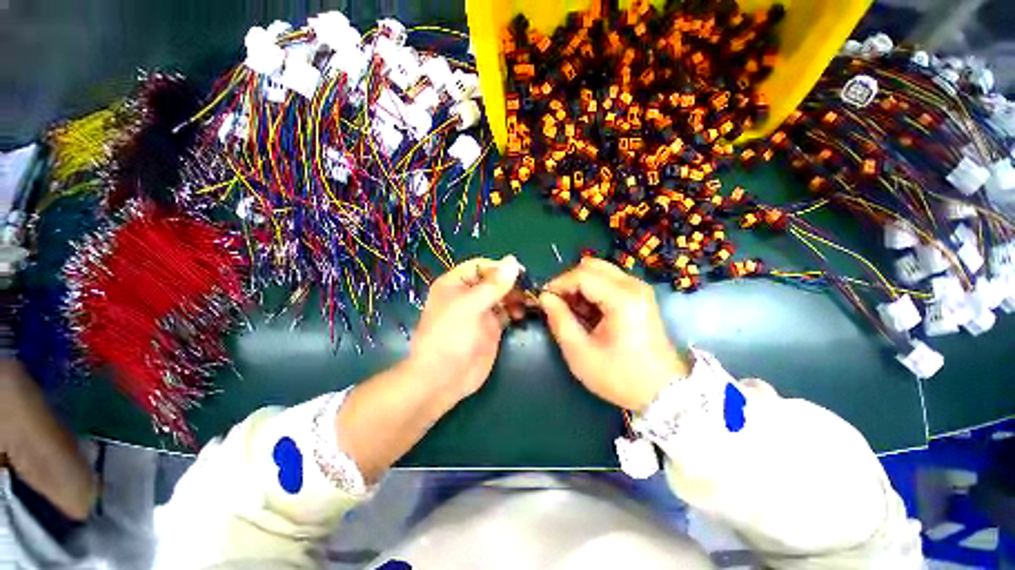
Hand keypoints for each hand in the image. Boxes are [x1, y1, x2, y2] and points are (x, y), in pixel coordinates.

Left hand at [407, 255, 523, 403]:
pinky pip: (507, 312)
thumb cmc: (450, 337)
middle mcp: (469, 295)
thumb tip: (513, 261)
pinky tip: (524, 313)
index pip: (481, 266)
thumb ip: (493, 285)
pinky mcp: (491, 328)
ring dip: (516, 296)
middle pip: (494, 281)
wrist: (443, 379)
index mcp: (455, 284)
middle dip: (512, 283)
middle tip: (529, 289)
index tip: (521, 273)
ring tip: (530, 301)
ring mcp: (481, 312)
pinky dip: (516, 310)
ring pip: (502, 296)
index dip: (500, 268)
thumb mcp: (469, 307)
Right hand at [540, 257, 688, 409]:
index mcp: (622, 299)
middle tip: (558, 303)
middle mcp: (634, 286)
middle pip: (591, 266)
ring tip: (573, 310)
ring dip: (581, 285)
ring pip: (600, 271)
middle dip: (569, 281)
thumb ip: (559, 320)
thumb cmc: (619, 376)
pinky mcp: (640, 296)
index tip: (544, 299)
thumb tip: (545, 297)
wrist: (662, 392)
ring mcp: (639, 289)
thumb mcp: (580, 352)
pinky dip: (593, 290)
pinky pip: (609, 281)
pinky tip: (589, 312)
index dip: (558, 284)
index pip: (581, 275)